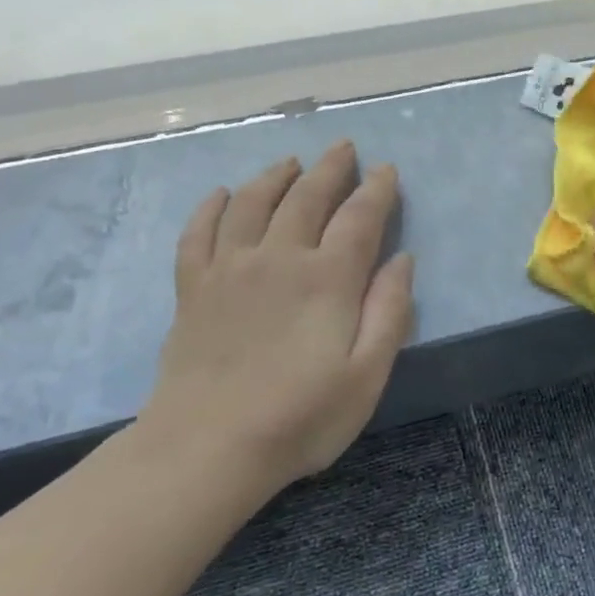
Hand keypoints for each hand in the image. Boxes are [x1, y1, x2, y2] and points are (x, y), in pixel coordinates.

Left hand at [139, 141, 415, 493]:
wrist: (206, 448)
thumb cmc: (301, 417)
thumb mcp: (367, 375)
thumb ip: (389, 312)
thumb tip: (402, 260)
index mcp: (328, 279)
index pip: (359, 218)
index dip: (377, 190)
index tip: (387, 170)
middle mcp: (279, 259)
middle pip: (307, 197)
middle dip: (331, 168)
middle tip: (344, 147)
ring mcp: (229, 270)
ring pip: (253, 203)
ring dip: (276, 175)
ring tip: (292, 162)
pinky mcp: (193, 288)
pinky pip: (199, 232)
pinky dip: (212, 207)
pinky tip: (222, 194)